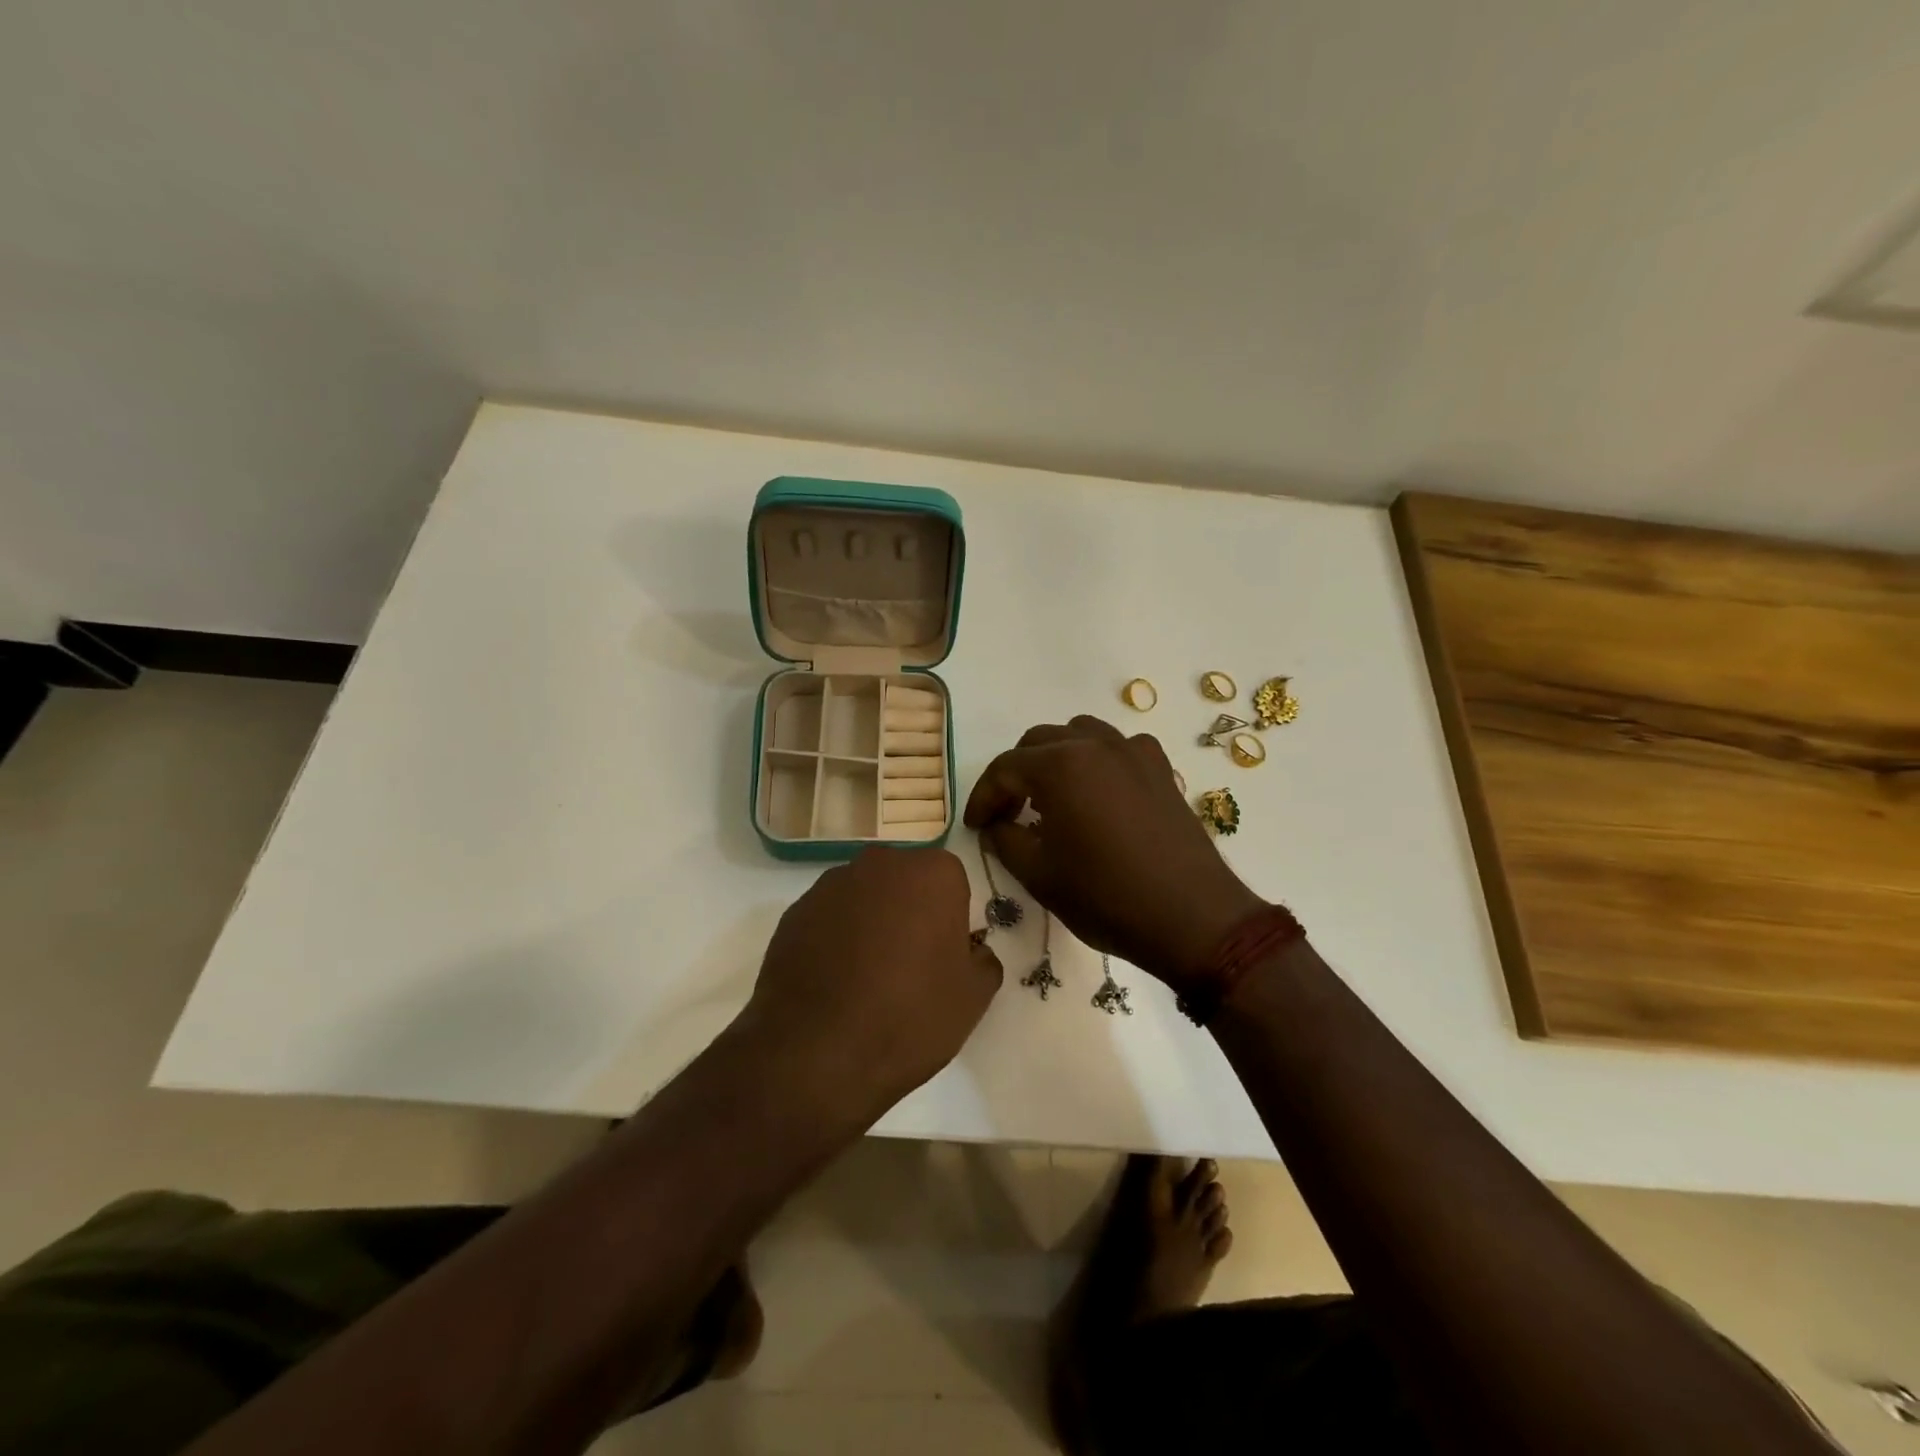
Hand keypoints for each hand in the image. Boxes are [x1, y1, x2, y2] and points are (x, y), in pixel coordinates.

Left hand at [736, 847, 1001, 1129]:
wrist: (815, 1053)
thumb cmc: (909, 1017)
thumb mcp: (973, 998)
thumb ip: (983, 960)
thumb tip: (971, 949)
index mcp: (933, 874)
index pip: (952, 883)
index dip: (951, 920)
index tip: (944, 957)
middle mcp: (881, 864)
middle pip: (906, 882)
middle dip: (910, 912)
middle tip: (909, 966)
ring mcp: (831, 884)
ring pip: (865, 897)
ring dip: (870, 923)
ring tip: (866, 979)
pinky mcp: (794, 911)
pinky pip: (829, 918)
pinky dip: (835, 939)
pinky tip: (834, 982)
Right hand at [964, 716, 1263, 983]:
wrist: (1192, 917)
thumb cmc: (1106, 897)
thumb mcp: (1039, 875)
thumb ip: (1005, 839)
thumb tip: (996, 825)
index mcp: (1059, 766)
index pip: (1004, 768)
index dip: (982, 797)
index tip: (975, 826)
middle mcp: (1095, 745)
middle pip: (1038, 742)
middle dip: (1015, 775)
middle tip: (1007, 814)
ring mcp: (1133, 751)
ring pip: (1078, 735)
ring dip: (1054, 759)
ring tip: (1050, 798)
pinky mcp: (1160, 768)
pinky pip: (1117, 747)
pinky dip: (1096, 761)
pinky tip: (1098, 795)